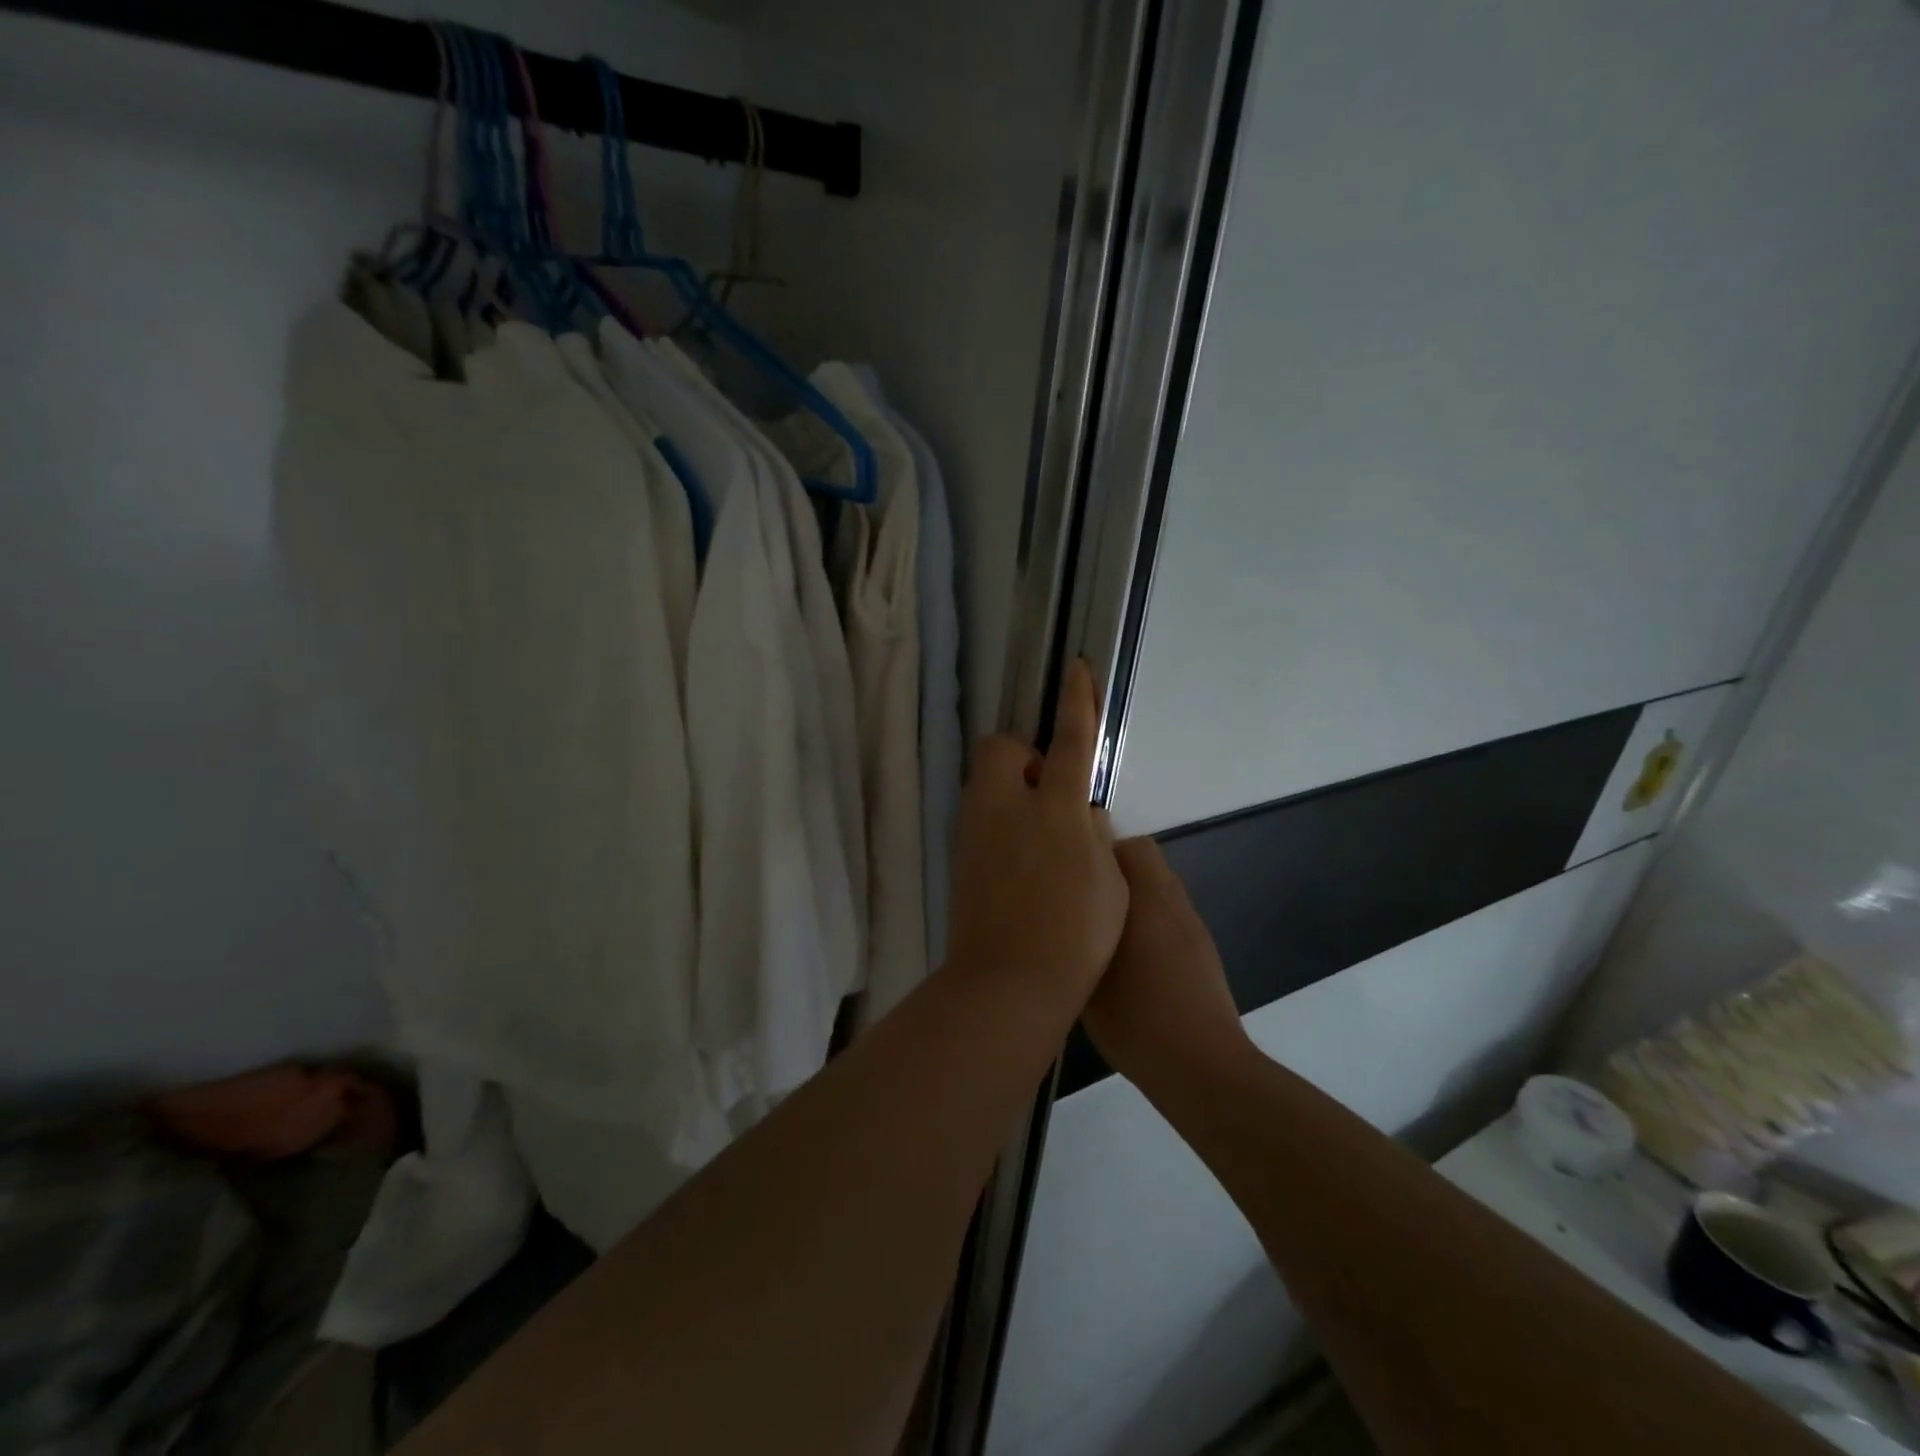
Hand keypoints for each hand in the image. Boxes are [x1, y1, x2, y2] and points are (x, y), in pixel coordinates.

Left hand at [945, 660, 1128, 1004]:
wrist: (1007, 982)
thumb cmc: (1075, 935)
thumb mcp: (1110, 883)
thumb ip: (1095, 837)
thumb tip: (1081, 815)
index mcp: (1055, 808)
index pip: (1070, 740)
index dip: (1077, 701)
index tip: (1076, 667)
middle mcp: (1006, 807)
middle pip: (1002, 748)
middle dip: (1025, 756)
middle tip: (1051, 795)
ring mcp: (975, 831)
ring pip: (987, 783)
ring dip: (1013, 790)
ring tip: (1040, 835)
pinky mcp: (960, 856)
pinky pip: (981, 817)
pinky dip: (1001, 821)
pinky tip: (1021, 861)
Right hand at [1081, 837, 1250, 1084]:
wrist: (1201, 1066)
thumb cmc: (1136, 1019)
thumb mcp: (1085, 978)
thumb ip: (1074, 934)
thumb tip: (1061, 915)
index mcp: (1145, 897)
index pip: (1127, 846)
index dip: (1096, 851)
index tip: (1068, 873)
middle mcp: (1172, 901)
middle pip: (1144, 861)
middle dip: (1113, 871)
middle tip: (1080, 900)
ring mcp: (1192, 926)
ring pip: (1157, 889)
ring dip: (1132, 898)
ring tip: (1101, 931)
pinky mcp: (1202, 951)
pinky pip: (1169, 917)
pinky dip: (1149, 924)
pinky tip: (1129, 961)